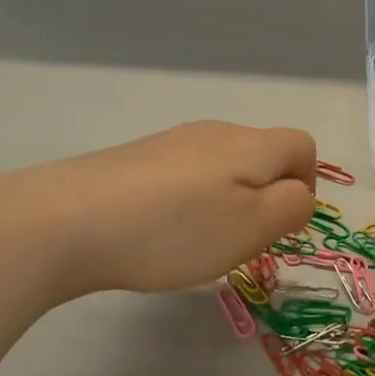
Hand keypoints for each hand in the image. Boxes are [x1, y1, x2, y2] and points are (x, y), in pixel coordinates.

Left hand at [9, 121, 317, 297]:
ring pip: (221, 169)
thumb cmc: (176, 229)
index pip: (302, 147)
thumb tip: (299, 193)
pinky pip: (182, 178)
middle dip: (264, 199)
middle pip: (261, 157)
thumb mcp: (252, 227)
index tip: (281, 227)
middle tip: (240, 242)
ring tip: (196, 243)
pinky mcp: (135, 160)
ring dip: (225, 203)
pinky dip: (187, 205)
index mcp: (250, 144)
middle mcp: (214, 133)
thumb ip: (291, 207)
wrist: (68, 219)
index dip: (306, 186)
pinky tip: (159, 233)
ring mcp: (170, 143)